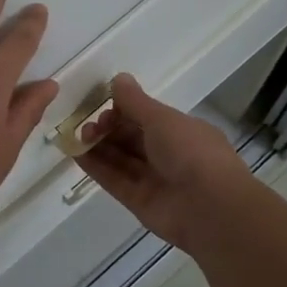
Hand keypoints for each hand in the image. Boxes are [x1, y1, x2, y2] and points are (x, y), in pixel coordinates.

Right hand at [74, 74, 252, 250]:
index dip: (123, 111)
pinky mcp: (139, 202)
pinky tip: (76, 154)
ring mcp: (154, 180)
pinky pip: (114, 180)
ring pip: (121, 160)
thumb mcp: (162, 118)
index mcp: (182, 132)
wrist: (210, 208)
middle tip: (88, 125)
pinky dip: (96, 168)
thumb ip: (135, 101)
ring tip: (77, 137)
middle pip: (131, 139)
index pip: (147, 118)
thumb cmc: (191, 152)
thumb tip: (118, 78)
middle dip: (108, 129)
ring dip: (99, 147)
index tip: (103, 107)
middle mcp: (169, 155)